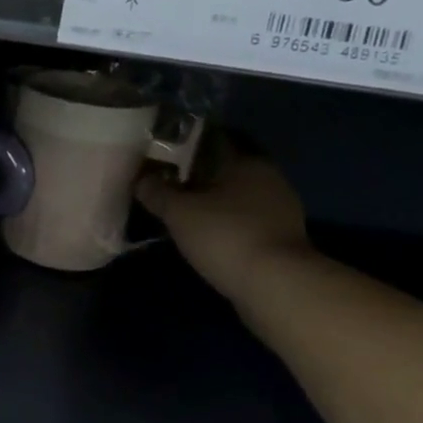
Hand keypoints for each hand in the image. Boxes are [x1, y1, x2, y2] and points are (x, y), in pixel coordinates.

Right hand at [136, 144, 311, 301]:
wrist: (276, 285)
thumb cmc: (225, 236)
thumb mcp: (179, 213)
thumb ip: (157, 192)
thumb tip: (140, 179)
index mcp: (245, 160)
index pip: (214, 138)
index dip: (187, 143)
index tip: (163, 153)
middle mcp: (268, 176)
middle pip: (227, 167)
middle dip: (199, 174)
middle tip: (168, 183)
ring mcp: (280, 207)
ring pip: (238, 194)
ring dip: (214, 200)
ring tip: (184, 211)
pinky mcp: (282, 236)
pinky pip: (247, 219)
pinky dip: (227, 222)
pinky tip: (208, 235)